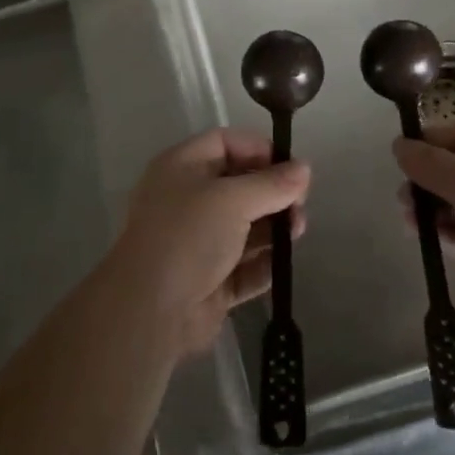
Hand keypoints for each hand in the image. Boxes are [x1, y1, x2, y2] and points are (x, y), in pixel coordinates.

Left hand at [109, 129, 309, 359]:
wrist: (150, 311)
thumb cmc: (188, 237)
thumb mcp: (232, 200)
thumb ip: (272, 184)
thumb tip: (304, 169)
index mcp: (181, 168)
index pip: (224, 143)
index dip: (258, 149)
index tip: (291, 168)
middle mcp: (187, 201)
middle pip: (239, 186)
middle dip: (273, 194)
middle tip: (299, 207)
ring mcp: (197, 243)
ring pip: (244, 228)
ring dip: (273, 230)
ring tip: (296, 234)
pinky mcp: (208, 281)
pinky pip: (243, 266)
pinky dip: (263, 265)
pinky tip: (280, 266)